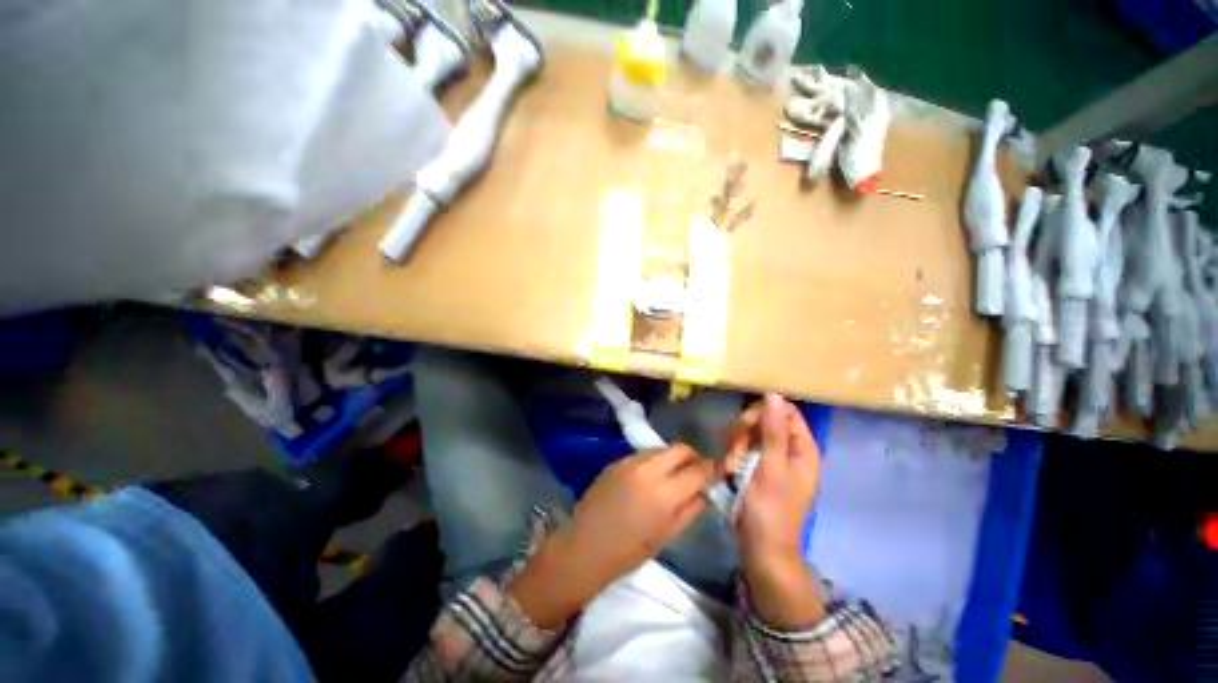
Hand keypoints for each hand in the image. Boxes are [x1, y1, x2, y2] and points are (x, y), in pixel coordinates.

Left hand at [510, 445, 716, 627]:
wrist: (584, 546)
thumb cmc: (628, 552)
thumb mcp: (667, 536)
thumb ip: (691, 509)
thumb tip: (706, 491)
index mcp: (666, 493)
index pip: (699, 469)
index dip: (712, 469)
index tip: (717, 472)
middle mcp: (650, 469)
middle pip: (681, 448)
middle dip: (693, 457)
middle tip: (695, 472)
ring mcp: (631, 461)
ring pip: (662, 448)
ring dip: (672, 458)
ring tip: (671, 476)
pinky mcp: (618, 460)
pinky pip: (644, 454)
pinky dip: (654, 461)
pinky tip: (649, 478)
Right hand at [725, 393, 825, 627]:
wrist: (762, 550)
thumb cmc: (770, 511)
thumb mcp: (771, 469)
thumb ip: (773, 431)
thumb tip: (774, 395)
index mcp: (803, 449)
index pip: (786, 412)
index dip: (763, 412)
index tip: (744, 425)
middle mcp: (791, 451)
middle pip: (766, 421)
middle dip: (746, 431)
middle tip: (735, 449)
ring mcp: (775, 461)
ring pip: (752, 434)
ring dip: (737, 444)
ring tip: (732, 465)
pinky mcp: (760, 469)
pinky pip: (746, 448)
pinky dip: (735, 454)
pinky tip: (729, 468)